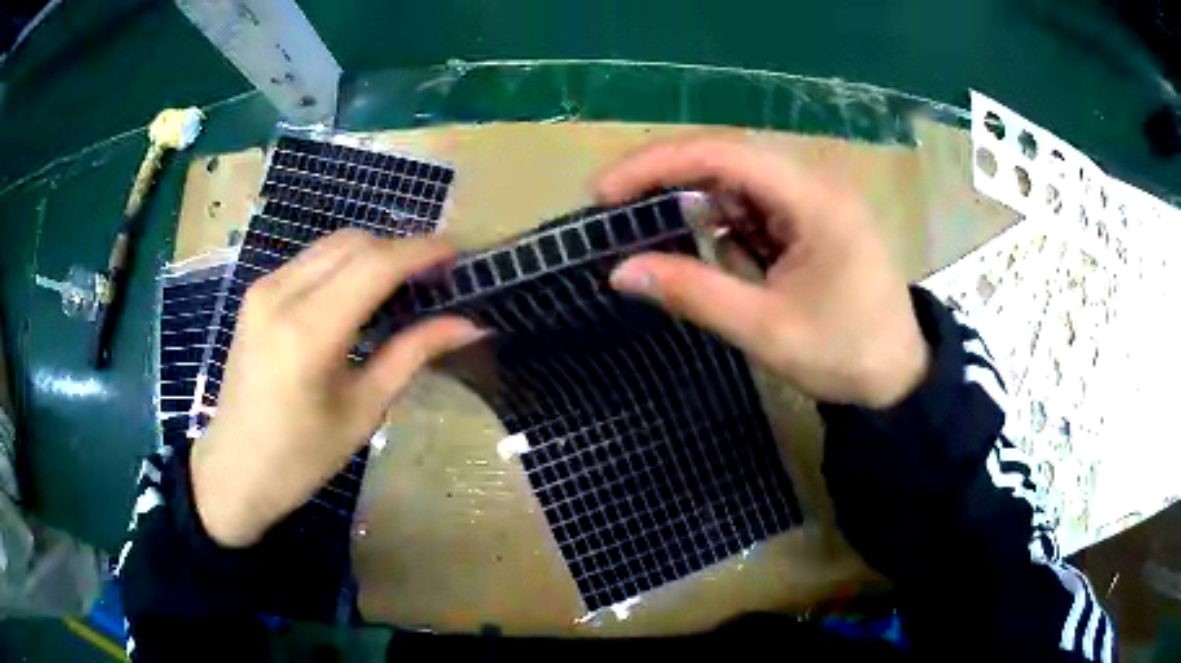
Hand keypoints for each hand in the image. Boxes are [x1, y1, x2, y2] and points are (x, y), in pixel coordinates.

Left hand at [191, 230, 482, 547]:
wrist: (234, 468)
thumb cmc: (301, 458)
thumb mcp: (363, 411)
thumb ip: (412, 355)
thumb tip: (468, 324)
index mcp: (308, 332)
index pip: (375, 265)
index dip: (422, 252)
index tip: (459, 255)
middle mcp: (281, 294)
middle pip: (354, 243)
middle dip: (401, 250)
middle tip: (435, 278)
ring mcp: (264, 289)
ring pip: (332, 245)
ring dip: (373, 255)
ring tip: (404, 286)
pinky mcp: (257, 294)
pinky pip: (312, 261)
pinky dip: (345, 265)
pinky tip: (361, 295)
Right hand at [598, 137, 928, 408]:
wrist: (898, 376)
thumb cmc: (845, 354)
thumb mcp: (766, 330)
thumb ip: (694, 293)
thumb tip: (619, 272)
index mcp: (813, 198)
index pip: (721, 155)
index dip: (655, 165)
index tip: (602, 193)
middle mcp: (812, 183)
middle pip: (725, 161)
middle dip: (668, 183)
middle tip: (615, 210)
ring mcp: (812, 199)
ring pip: (736, 185)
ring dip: (700, 212)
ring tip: (675, 246)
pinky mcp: (810, 219)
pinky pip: (754, 208)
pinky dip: (726, 230)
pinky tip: (726, 261)